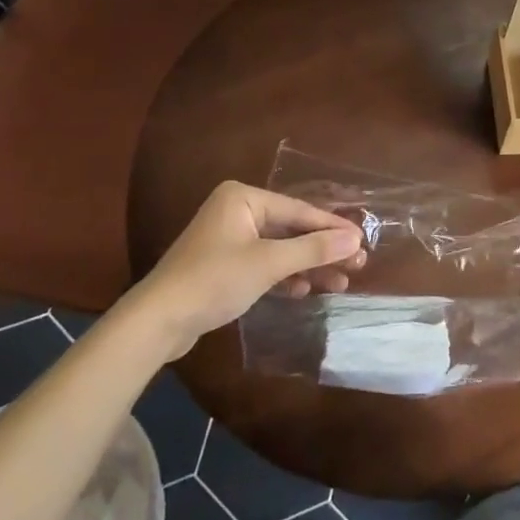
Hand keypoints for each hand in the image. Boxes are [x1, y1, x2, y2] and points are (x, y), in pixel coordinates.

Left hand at [129, 182, 365, 358]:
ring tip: (340, 283)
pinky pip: (265, 264)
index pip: (299, 211)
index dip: (332, 228)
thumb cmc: (214, 280)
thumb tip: (356, 239)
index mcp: (244, 198)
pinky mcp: (224, 265)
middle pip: (291, 229)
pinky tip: (305, 290)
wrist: (157, 321)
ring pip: (280, 249)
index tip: (363, 240)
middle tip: (357, 265)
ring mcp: (229, 239)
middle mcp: (237, 211)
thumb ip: (314, 249)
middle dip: (322, 250)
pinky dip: (285, 276)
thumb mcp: (269, 263)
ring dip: (308, 266)